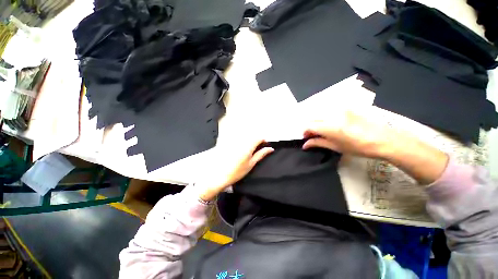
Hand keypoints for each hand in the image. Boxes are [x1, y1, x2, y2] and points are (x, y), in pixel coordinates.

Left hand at [196, 138, 273, 200]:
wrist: (219, 176)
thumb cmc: (237, 171)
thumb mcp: (251, 164)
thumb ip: (261, 154)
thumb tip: (270, 148)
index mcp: (248, 146)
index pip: (258, 138)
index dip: (263, 140)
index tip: (264, 145)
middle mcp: (240, 141)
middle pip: (251, 137)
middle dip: (255, 141)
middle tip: (256, 150)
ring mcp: (233, 141)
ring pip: (244, 138)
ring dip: (248, 142)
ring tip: (246, 151)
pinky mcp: (226, 143)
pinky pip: (236, 140)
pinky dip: (240, 143)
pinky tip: (237, 151)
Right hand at [303, 110, 394, 158]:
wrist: (384, 139)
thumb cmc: (359, 147)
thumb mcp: (336, 147)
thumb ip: (318, 143)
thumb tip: (305, 144)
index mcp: (330, 127)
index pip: (309, 125)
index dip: (305, 132)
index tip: (306, 137)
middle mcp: (333, 114)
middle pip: (312, 117)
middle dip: (309, 125)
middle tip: (312, 134)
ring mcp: (340, 108)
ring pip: (320, 112)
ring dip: (316, 120)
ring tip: (320, 128)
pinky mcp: (347, 106)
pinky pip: (329, 109)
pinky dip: (325, 115)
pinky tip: (330, 122)